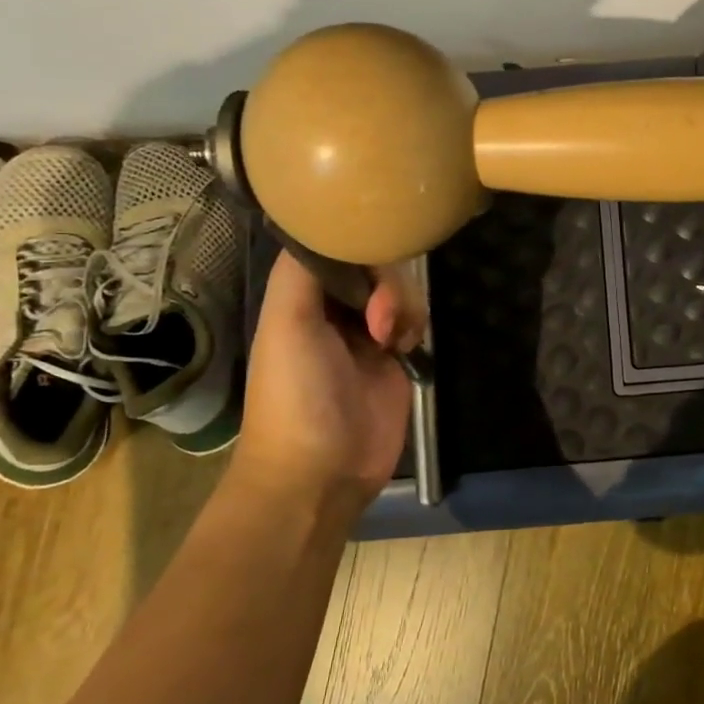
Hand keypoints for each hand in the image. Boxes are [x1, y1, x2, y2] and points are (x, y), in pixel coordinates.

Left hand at [229, 252, 417, 506]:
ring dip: (405, 306)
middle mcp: (333, 309)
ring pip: (399, 291)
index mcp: (301, 297)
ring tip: (393, 340)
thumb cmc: (297, 394)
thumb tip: (338, 233)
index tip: (376, 258)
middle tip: (381, 320)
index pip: (337, 246)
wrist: (321, 470)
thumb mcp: (287, 323)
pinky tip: (407, 348)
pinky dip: (416, 326)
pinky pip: (415, 322)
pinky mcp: (394, 359)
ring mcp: (366, 334)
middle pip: (374, 266)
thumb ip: (303, 271)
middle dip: (387, 284)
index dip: (360, 245)